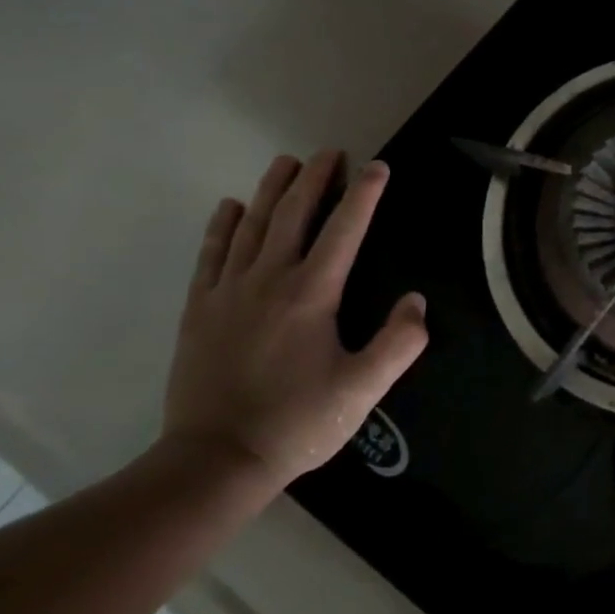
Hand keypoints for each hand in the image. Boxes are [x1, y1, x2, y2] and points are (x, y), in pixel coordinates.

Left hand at [162, 151, 427, 490]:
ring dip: (272, 190)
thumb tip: (416, 301)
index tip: (378, 167)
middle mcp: (268, 280)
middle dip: (315, 179)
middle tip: (329, 152)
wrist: (215, 461)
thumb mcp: (363, 390)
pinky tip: (231, 207)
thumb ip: (399, 342)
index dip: (364, 195)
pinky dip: (223, 226)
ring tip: (286, 163)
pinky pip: (211, 255)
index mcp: (311, 295)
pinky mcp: (199, 310)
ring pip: (252, 226)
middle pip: (294, 215)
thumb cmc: (298, 422)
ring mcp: (228, 292)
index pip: (344, 230)